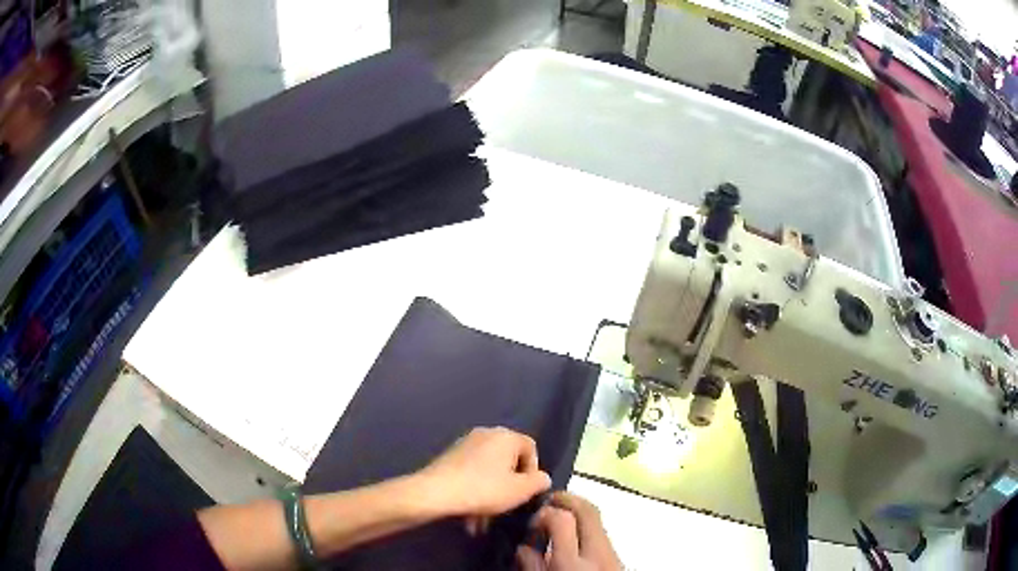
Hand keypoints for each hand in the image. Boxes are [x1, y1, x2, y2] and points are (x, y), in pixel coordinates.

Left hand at [415, 427, 551, 517]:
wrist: (435, 492)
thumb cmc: (484, 489)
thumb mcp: (520, 490)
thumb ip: (538, 482)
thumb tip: (542, 478)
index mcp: (505, 436)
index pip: (531, 448)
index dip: (533, 471)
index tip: (526, 492)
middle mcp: (486, 434)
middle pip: (507, 461)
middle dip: (509, 487)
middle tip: (507, 506)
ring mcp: (465, 444)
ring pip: (488, 471)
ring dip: (491, 495)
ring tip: (484, 521)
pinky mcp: (450, 457)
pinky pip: (472, 474)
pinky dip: (475, 491)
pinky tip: (470, 515)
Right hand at [516, 492, 622, 570]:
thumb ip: (531, 564)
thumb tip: (524, 546)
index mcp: (570, 564)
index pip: (561, 520)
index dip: (544, 512)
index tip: (532, 520)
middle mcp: (597, 553)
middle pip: (588, 510)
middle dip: (567, 498)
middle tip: (548, 499)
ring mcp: (613, 554)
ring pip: (598, 520)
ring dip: (579, 511)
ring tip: (560, 516)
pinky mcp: (619, 558)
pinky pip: (603, 533)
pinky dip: (587, 527)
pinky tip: (575, 536)